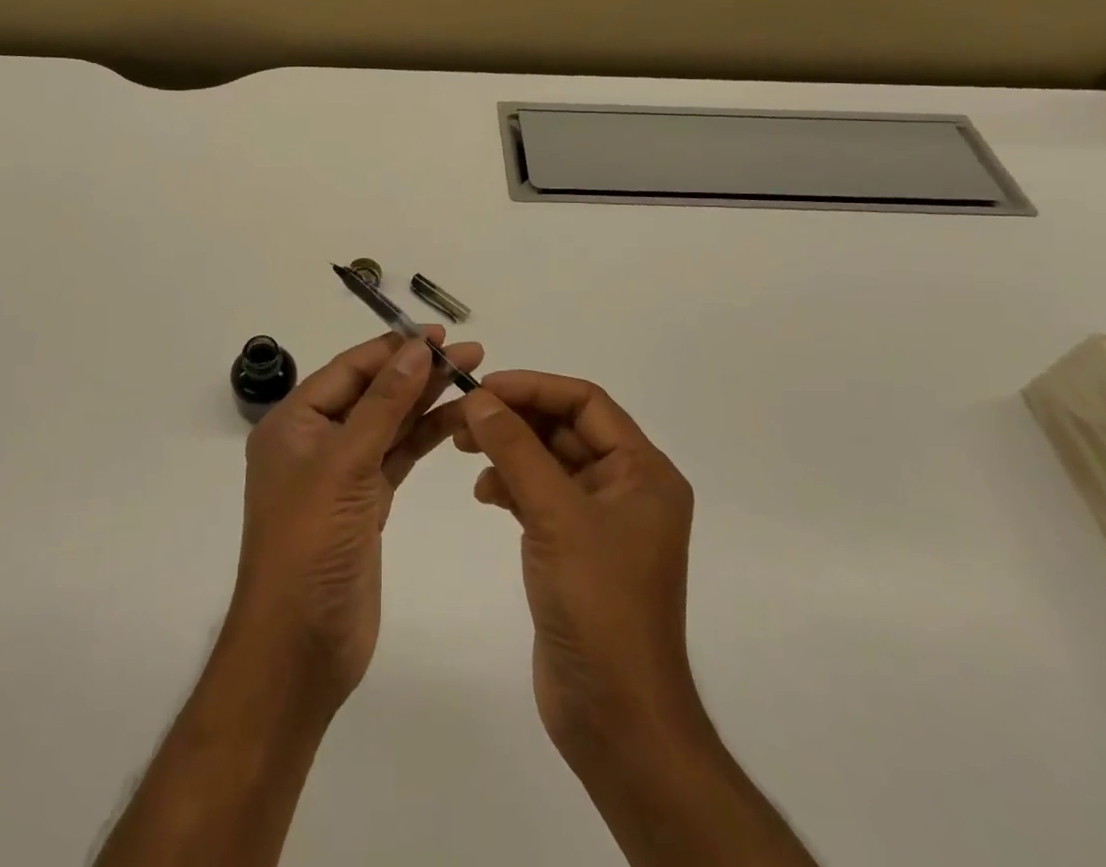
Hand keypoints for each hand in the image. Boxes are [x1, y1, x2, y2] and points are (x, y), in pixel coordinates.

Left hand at [228, 329, 482, 711]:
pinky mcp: (365, 503)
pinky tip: (456, 419)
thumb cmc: (310, 543)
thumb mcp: (345, 463)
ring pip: (389, 424)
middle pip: (372, 393)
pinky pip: (397, 457)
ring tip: (473, 378)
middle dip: (418, 371)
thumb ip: (384, 404)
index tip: (439, 334)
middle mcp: (315, 441)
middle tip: (471, 353)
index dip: (393, 348)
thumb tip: (416, 348)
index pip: (349, 370)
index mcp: (294, 422)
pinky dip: (424, 437)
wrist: (299, 646)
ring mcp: (341, 474)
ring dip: (426, 401)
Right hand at [442, 373, 704, 769]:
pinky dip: (511, 485)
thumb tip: (480, 399)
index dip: (534, 388)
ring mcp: (601, 520)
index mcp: (643, 472)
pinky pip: (541, 495)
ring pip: (548, 460)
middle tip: (462, 416)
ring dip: (508, 450)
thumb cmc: (598, 604)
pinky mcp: (576, 548)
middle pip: (565, 428)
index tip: (483, 387)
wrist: (615, 717)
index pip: (585, 403)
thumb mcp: (555, 515)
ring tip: (462, 447)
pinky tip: (484, 493)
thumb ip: (516, 450)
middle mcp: (627, 488)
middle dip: (514, 418)